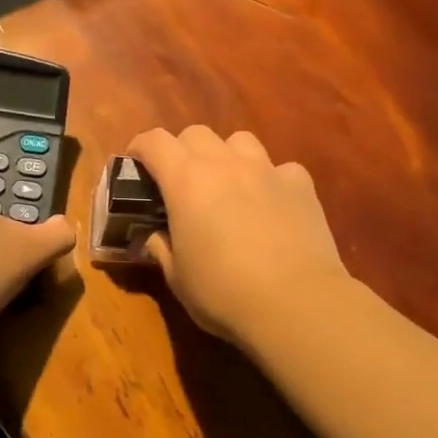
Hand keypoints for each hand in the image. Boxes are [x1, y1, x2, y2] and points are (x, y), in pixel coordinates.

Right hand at [126, 125, 349, 346]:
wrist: (296, 303)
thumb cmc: (223, 293)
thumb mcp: (178, 278)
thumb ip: (162, 248)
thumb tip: (157, 237)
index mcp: (186, 181)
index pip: (154, 142)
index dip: (140, 149)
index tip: (136, 165)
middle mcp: (225, 164)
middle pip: (196, 133)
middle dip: (182, 151)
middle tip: (181, 183)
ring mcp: (267, 170)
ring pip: (240, 141)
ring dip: (226, 157)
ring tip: (228, 186)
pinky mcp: (301, 185)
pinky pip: (280, 168)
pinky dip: (270, 180)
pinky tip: (271, 206)